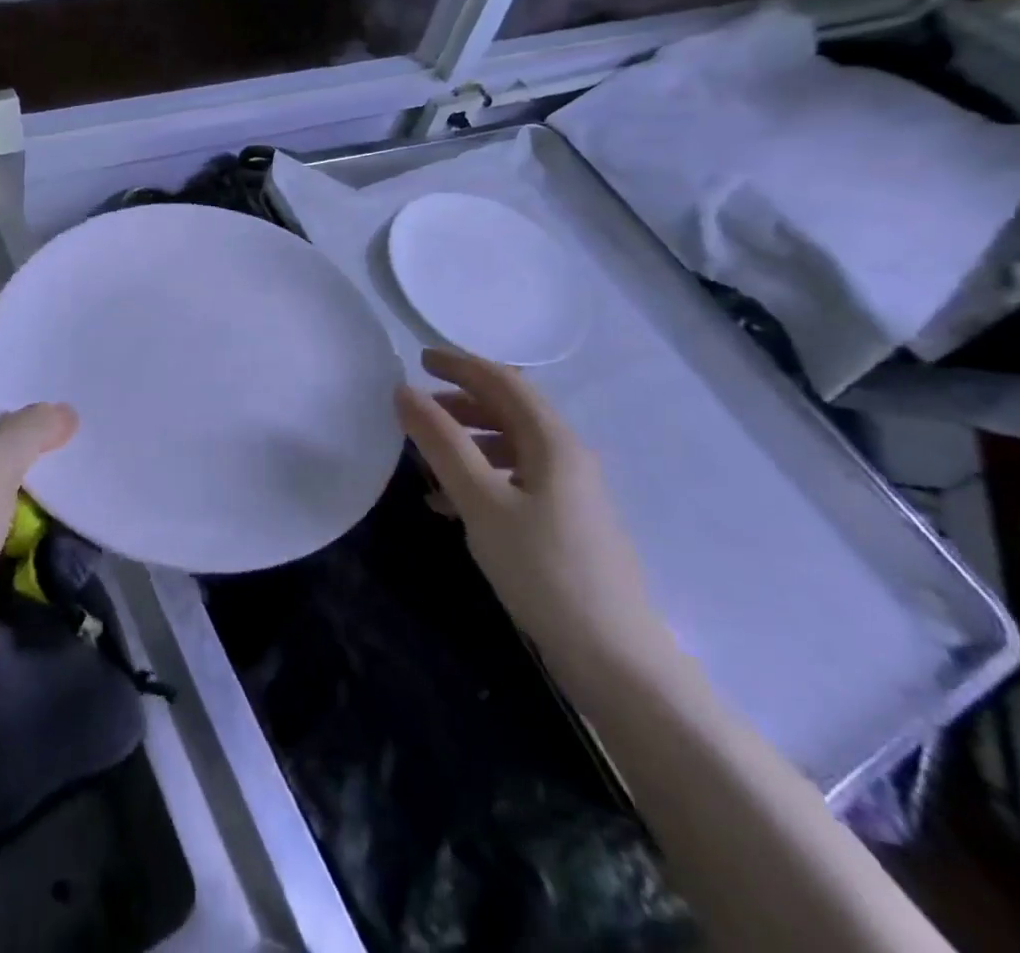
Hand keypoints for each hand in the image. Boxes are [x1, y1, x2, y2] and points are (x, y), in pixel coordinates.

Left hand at [0, 399, 77, 689]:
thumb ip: (28, 431)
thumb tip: (64, 411)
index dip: (14, 407)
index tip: (62, 403)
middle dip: (29, 452)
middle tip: (80, 438)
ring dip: (34, 493)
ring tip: (81, 473)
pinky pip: (5, 535)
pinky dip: (31, 530)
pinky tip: (67, 519)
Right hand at [395, 348, 671, 678]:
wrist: (615, 659)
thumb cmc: (544, 570)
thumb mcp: (482, 502)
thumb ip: (442, 444)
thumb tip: (404, 392)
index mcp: (553, 442)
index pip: (503, 382)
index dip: (460, 365)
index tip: (419, 359)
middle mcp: (567, 457)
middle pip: (509, 411)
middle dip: (461, 402)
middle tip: (416, 407)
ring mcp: (570, 492)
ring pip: (511, 447)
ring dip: (467, 441)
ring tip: (425, 457)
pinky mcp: (565, 524)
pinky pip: (516, 481)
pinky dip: (480, 478)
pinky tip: (449, 505)